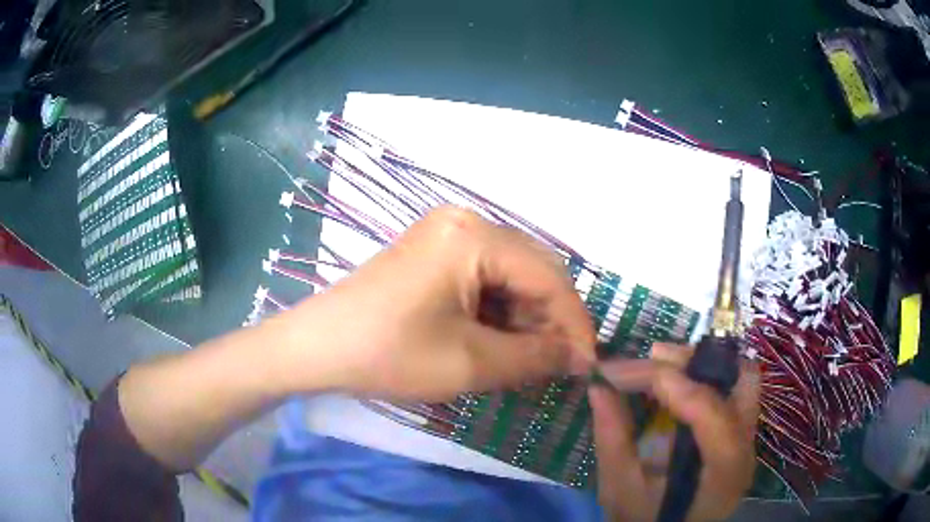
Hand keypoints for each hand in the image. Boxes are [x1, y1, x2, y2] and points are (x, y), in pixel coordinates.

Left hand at [270, 206, 595, 401]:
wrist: (318, 347)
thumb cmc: (389, 353)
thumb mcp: (470, 363)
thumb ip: (536, 358)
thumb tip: (581, 357)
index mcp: (475, 236)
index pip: (549, 278)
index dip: (574, 325)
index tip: (588, 366)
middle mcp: (466, 221)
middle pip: (533, 270)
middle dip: (551, 321)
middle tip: (559, 366)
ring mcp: (446, 235)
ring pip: (511, 276)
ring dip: (526, 318)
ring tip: (529, 360)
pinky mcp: (435, 253)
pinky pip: (485, 278)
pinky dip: (500, 312)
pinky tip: (499, 341)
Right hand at [590, 344, 759, 521]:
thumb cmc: (645, 521)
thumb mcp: (620, 489)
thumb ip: (612, 437)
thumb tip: (597, 386)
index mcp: (722, 472)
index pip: (706, 409)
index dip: (663, 380)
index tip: (616, 372)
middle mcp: (746, 449)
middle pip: (736, 382)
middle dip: (691, 363)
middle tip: (648, 359)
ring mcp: (748, 439)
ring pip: (740, 379)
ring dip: (702, 365)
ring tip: (661, 366)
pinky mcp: (741, 433)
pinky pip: (733, 390)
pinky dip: (706, 378)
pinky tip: (678, 384)